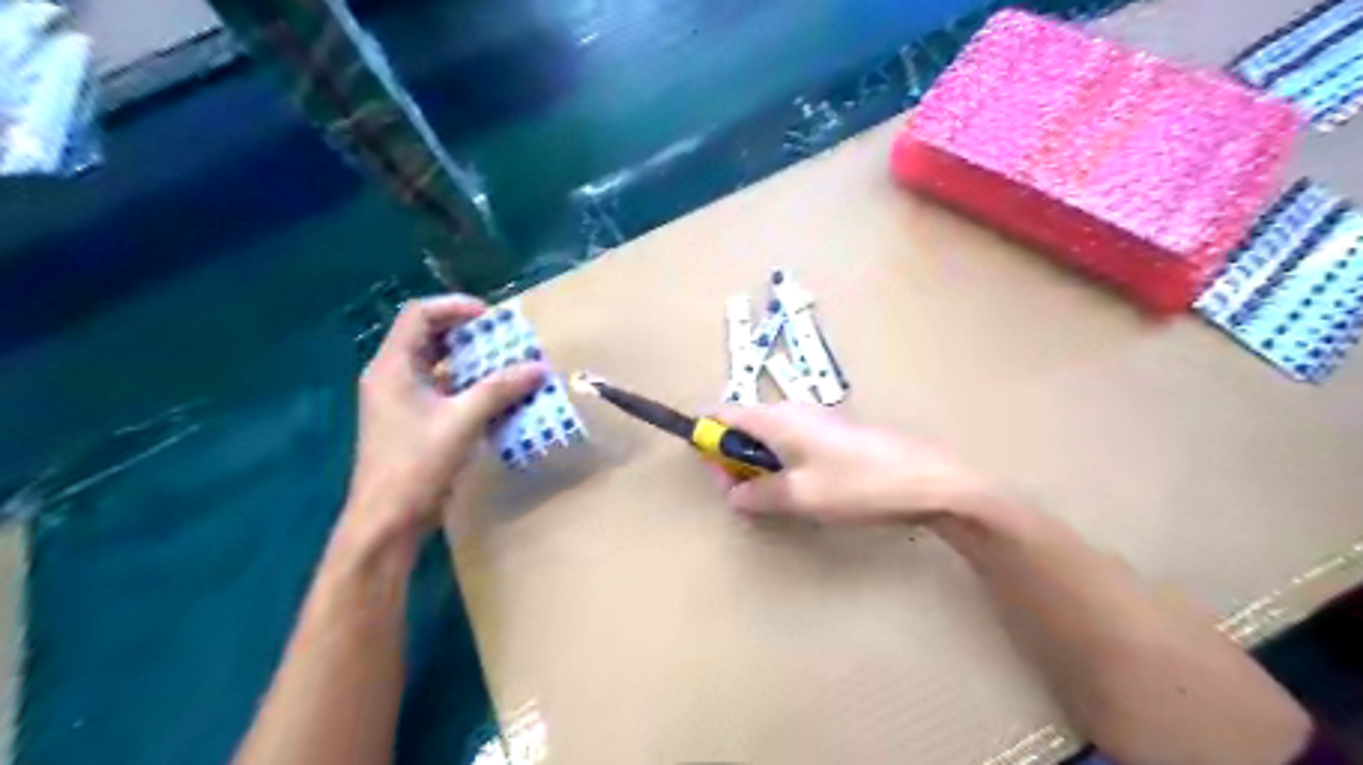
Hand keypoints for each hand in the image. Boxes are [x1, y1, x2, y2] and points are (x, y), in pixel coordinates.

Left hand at [344, 293, 545, 549]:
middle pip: (429, 338)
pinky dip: (469, 388)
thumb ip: (500, 390)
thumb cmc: (417, 463)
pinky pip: (443, 392)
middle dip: (469, 336)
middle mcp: (393, 377)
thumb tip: (539, 368)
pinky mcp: (413, 422)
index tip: (491, 318)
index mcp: (392, 367)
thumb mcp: (462, 421)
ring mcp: (401, 401)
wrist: (388, 519)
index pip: (419, 316)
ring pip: (439, 367)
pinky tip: (497, 398)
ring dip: (473, 364)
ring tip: (509, 366)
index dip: (455, 308)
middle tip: (506, 340)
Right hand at [716, 404, 987, 521]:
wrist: (926, 480)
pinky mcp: (834, 433)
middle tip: (741, 494)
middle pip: (744, 425)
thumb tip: (733, 494)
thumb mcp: (801, 496)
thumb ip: (759, 495)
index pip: (724, 413)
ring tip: (771, 498)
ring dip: (758, 463)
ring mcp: (815, 420)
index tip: (710, 469)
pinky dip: (782, 463)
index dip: (708, 437)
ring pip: (769, 436)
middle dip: (733, 457)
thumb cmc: (857, 484)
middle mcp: (792, 410)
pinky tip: (800, 490)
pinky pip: (792, 442)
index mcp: (777, 417)